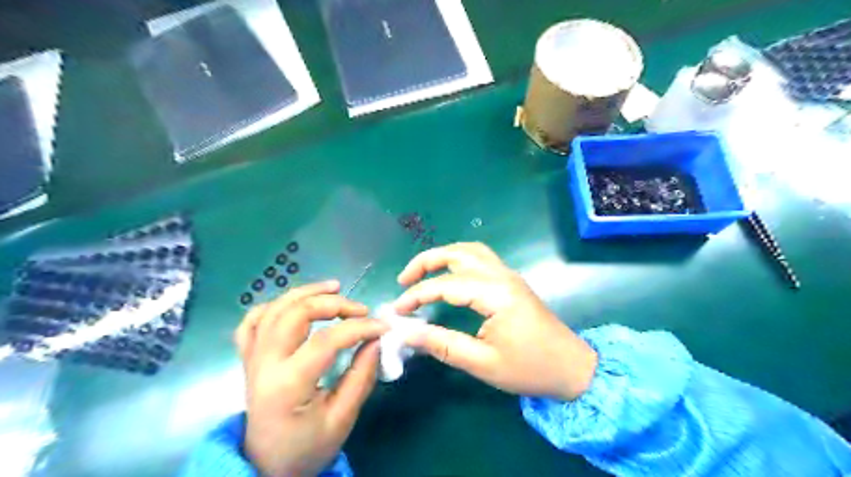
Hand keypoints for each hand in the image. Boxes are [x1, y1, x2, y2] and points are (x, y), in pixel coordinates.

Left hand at [235, 282, 388, 473]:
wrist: (267, 465)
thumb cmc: (307, 446)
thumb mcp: (342, 419)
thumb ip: (361, 377)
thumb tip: (377, 340)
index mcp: (287, 384)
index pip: (326, 341)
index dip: (359, 328)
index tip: (383, 327)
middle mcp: (265, 364)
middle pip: (295, 313)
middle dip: (332, 303)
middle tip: (359, 309)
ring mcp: (253, 357)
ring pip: (275, 309)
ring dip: (306, 292)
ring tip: (335, 287)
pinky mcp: (249, 357)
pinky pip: (253, 321)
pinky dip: (275, 305)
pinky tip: (296, 303)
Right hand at [394, 242, 597, 401]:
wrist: (572, 368)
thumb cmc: (530, 369)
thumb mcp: (483, 363)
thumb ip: (443, 345)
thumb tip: (408, 333)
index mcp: (496, 294)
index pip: (446, 285)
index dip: (417, 295)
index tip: (397, 310)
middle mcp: (502, 276)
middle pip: (458, 253)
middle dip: (426, 261)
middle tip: (404, 280)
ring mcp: (509, 275)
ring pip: (470, 251)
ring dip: (443, 256)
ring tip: (422, 274)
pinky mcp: (512, 281)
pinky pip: (481, 259)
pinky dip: (458, 260)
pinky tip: (449, 277)